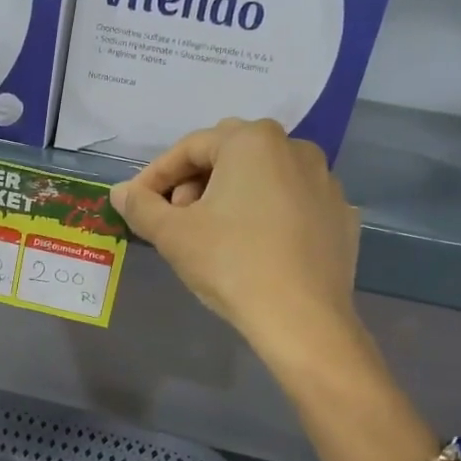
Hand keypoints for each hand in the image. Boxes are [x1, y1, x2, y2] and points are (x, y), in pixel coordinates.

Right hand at [109, 119, 361, 369]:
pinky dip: (266, 215)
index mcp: (252, 141)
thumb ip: (141, 206)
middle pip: (229, 156)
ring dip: (231, 197)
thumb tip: (120, 192)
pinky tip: (254, 249)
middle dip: (195, 182)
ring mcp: (325, 181)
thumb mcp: (173, 235)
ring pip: (263, 178)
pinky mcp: (340, 215)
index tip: (137, 204)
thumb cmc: (231, 264)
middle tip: (175, 219)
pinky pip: (291, 203)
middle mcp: (295, 148)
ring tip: (213, 235)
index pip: (190, 147)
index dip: (156, 175)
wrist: (302, 319)